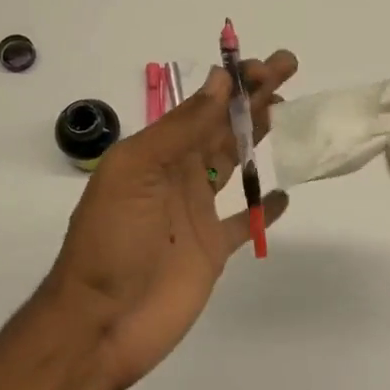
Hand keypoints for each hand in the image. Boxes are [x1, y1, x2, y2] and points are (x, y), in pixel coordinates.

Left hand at [43, 51, 296, 389]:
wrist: (100, 324)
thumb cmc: (112, 242)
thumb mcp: (136, 173)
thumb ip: (180, 130)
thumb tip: (220, 82)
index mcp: (156, 153)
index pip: (203, 107)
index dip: (234, 84)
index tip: (268, 66)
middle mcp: (178, 175)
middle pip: (223, 127)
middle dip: (253, 98)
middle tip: (288, 69)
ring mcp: (196, 213)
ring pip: (235, 164)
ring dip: (259, 137)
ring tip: (290, 113)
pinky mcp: (212, 250)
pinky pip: (243, 222)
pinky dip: (263, 209)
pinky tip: (282, 194)